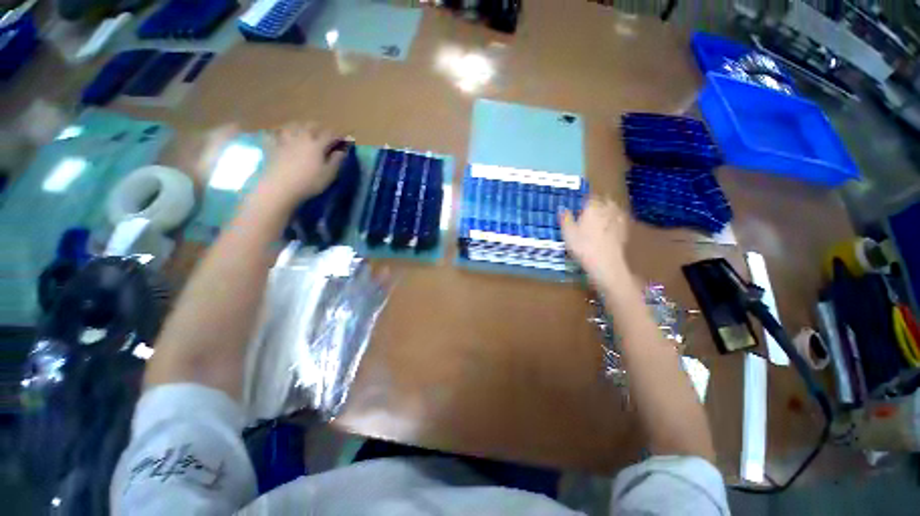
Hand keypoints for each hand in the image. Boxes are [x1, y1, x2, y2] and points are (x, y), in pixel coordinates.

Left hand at [260, 122, 345, 205]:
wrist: (280, 187)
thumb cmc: (309, 182)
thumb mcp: (329, 174)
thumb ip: (337, 161)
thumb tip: (343, 151)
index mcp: (316, 144)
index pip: (329, 134)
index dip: (337, 136)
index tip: (342, 140)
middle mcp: (301, 137)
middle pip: (310, 125)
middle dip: (319, 128)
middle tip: (323, 135)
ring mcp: (284, 139)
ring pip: (292, 125)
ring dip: (300, 127)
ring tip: (302, 132)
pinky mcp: (271, 145)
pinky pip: (273, 134)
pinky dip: (278, 134)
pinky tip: (279, 137)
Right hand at [560, 197, 629, 286]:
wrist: (606, 262)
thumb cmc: (583, 246)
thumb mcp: (568, 233)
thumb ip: (565, 218)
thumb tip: (562, 208)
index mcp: (592, 207)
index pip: (588, 197)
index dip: (583, 201)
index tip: (578, 206)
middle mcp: (607, 209)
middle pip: (604, 200)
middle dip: (597, 203)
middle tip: (589, 210)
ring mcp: (618, 219)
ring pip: (613, 209)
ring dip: (608, 211)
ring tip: (600, 218)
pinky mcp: (625, 230)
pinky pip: (620, 220)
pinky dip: (615, 221)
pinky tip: (611, 227)